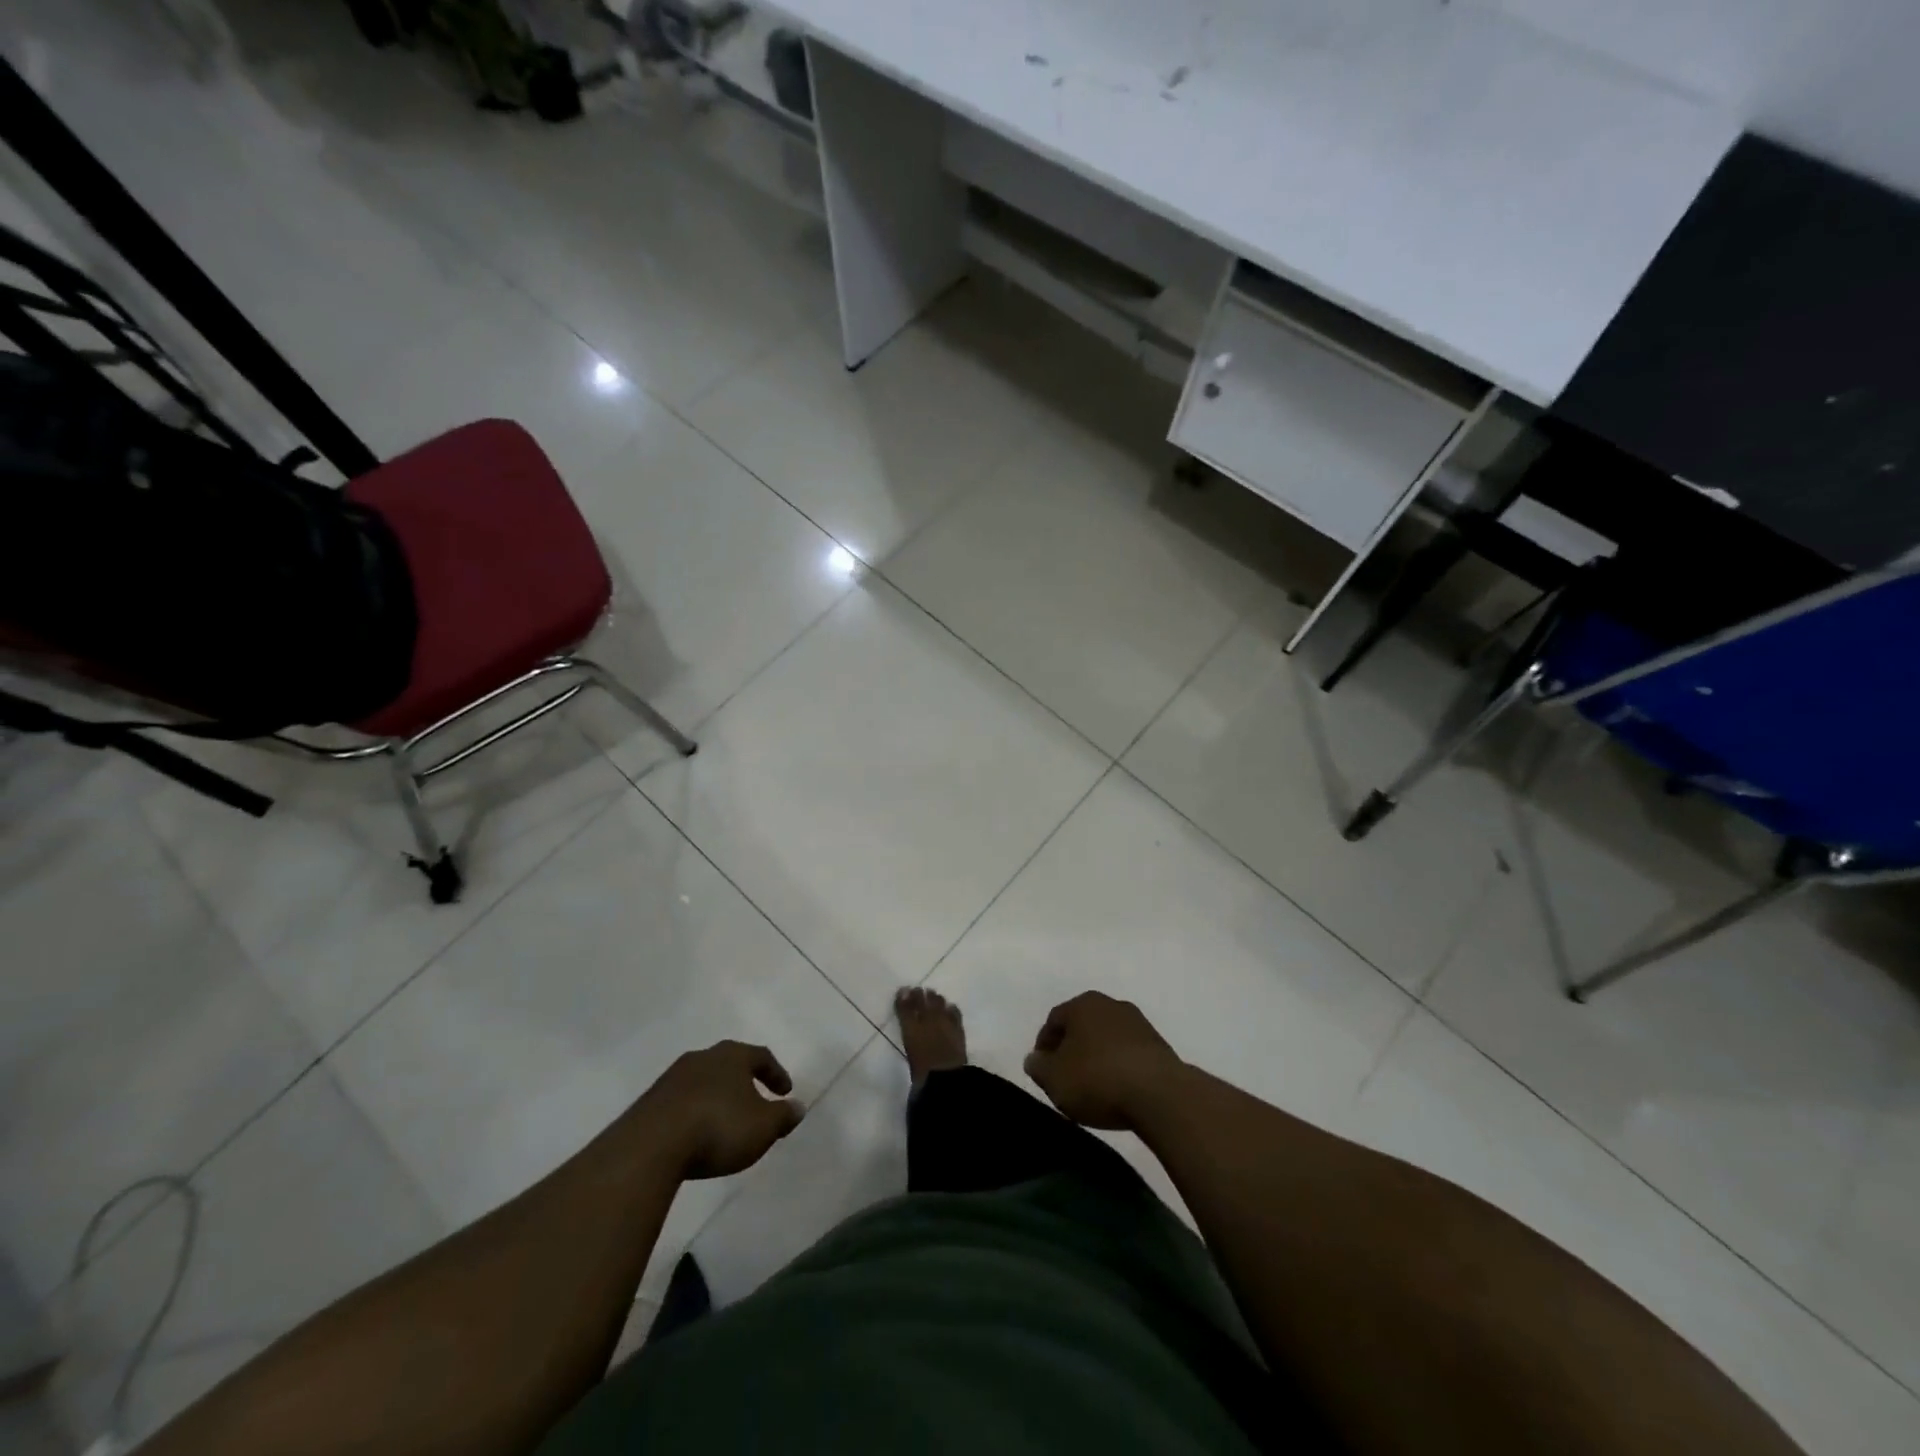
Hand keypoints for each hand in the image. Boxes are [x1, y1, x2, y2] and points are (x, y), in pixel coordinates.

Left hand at [640, 1041, 804, 1179]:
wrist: (650, 1147)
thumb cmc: (718, 1128)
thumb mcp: (763, 1127)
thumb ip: (783, 1116)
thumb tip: (798, 1107)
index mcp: (732, 1056)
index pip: (761, 1056)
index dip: (776, 1073)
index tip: (785, 1092)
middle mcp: (703, 1057)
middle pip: (729, 1064)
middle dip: (744, 1082)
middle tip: (755, 1101)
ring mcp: (672, 1078)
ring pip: (703, 1081)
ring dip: (717, 1097)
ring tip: (724, 1121)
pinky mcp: (650, 1101)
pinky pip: (681, 1101)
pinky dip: (694, 1112)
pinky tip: (695, 1134)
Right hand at [1024, 992, 1185, 1130]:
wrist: (1160, 1094)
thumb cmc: (1097, 1079)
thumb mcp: (1055, 1079)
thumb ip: (1039, 1067)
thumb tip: (1034, 1058)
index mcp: (1083, 1004)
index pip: (1054, 1020)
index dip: (1044, 1044)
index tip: (1042, 1068)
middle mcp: (1111, 1004)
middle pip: (1082, 1025)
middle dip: (1071, 1047)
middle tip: (1064, 1074)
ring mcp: (1138, 1023)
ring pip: (1107, 1037)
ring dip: (1097, 1055)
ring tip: (1092, 1084)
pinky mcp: (1159, 1045)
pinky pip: (1128, 1052)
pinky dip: (1118, 1065)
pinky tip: (1117, 1088)